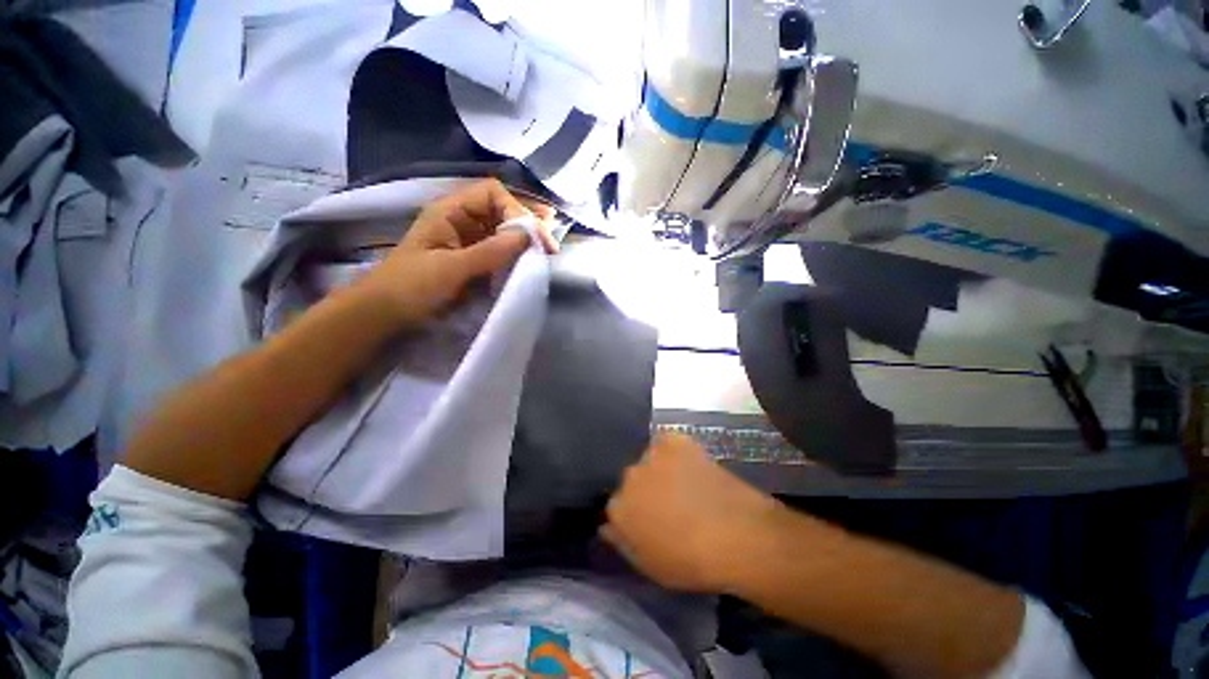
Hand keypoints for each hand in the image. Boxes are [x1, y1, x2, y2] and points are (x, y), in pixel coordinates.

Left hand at [355, 179, 557, 327]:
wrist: (386, 314)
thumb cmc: (411, 287)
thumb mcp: (450, 268)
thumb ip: (490, 251)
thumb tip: (529, 236)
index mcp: (451, 212)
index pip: (492, 195)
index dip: (517, 210)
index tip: (535, 236)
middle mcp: (462, 221)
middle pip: (501, 209)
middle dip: (527, 219)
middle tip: (552, 232)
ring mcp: (468, 242)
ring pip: (503, 230)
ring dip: (526, 235)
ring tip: (549, 242)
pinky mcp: (473, 261)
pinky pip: (500, 251)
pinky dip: (517, 253)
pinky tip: (531, 258)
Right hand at [602, 432, 787, 592]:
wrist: (734, 534)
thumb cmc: (691, 562)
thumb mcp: (650, 566)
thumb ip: (622, 543)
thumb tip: (607, 526)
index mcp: (618, 508)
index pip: (615, 505)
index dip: (632, 513)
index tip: (647, 520)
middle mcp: (629, 477)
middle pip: (631, 479)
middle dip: (643, 489)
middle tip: (666, 502)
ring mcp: (652, 455)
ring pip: (648, 459)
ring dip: (658, 469)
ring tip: (681, 482)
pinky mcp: (675, 441)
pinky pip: (666, 442)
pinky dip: (673, 451)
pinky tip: (688, 465)